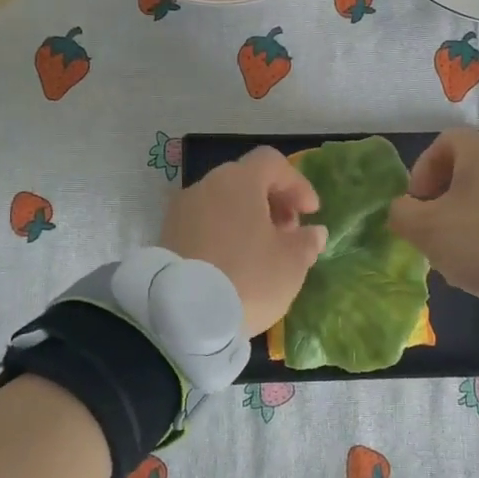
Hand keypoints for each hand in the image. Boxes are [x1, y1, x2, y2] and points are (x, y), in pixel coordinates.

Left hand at [159, 147, 327, 336]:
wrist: (181, 315)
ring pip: (222, 203)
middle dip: (272, 203)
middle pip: (245, 181)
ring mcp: (181, 210)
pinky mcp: (165, 236)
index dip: (297, 184)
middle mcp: (206, 185)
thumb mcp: (291, 263)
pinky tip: (233, 265)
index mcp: (239, 181)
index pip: (272, 162)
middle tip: (288, 235)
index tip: (311, 213)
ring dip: (246, 220)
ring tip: (261, 254)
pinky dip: (223, 234)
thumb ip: (307, 242)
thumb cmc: (247, 278)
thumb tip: (313, 233)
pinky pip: (203, 224)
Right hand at [387, 129, 478, 298]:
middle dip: (445, 198)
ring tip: (462, 251)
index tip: (418, 202)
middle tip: (435, 229)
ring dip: (470, 217)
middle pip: (468, 170)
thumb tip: (403, 209)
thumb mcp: (425, 228)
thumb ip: (402, 213)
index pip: (444, 142)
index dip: (423, 169)